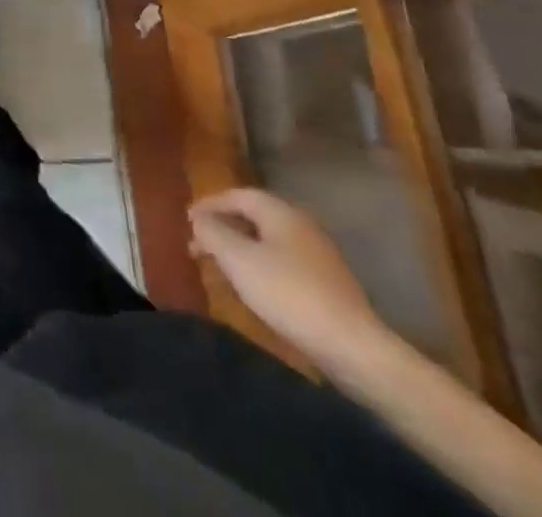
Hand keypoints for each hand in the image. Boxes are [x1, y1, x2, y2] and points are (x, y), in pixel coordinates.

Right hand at [188, 187, 385, 371]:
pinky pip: (283, 262)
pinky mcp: (328, 283)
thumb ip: (212, 233)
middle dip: (223, 229)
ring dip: (240, 249)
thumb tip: (197, 218)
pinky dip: (260, 266)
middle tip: (198, 246)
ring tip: (220, 268)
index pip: (237, 195)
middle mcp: (300, 225)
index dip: (209, 204)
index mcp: (280, 212)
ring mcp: (318, 255)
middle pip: (253, 217)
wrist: (353, 347)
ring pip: (268, 241)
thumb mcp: (239, 260)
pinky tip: (253, 288)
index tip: (188, 220)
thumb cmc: (288, 293)